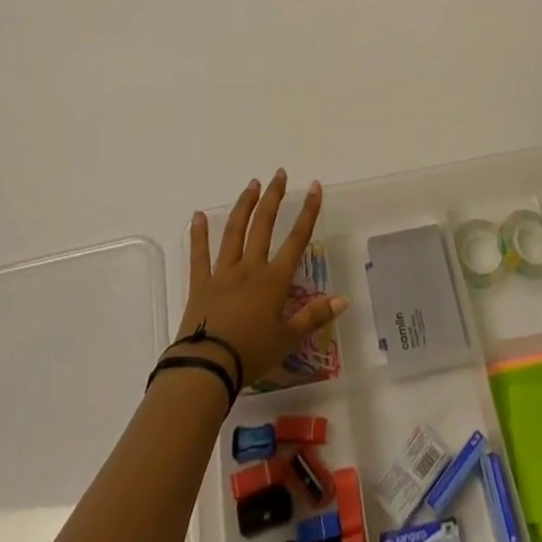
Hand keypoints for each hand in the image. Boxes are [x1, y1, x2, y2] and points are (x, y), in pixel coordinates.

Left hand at [177, 170, 347, 387]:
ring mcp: (223, 273)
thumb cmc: (251, 354)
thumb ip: (314, 316)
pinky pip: (199, 256)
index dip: (308, 212)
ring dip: (244, 206)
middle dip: (274, 197)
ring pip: (234, 232)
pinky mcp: (200, 285)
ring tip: (252, 184)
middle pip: (263, 225)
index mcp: (274, 280)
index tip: (314, 187)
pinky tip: (197, 215)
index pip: (297, 239)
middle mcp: (250, 268)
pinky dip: (198, 235)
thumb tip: (343, 300)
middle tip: (279, 174)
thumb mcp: (287, 340)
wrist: (207, 367)